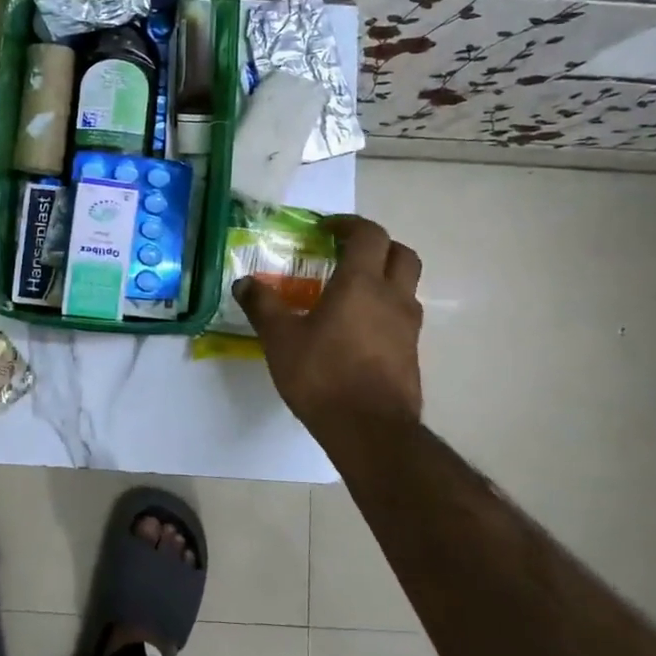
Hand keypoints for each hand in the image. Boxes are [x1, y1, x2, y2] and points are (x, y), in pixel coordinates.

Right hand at [235, 214, 423, 441]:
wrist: (370, 430)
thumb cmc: (323, 375)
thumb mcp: (280, 339)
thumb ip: (263, 306)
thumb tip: (244, 283)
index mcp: (361, 283)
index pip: (368, 234)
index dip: (349, 224)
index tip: (325, 228)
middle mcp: (392, 297)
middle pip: (401, 253)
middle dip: (377, 246)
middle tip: (347, 253)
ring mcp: (408, 327)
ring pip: (406, 286)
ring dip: (384, 278)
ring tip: (351, 293)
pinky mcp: (412, 353)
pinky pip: (402, 317)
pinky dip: (385, 310)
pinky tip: (358, 331)